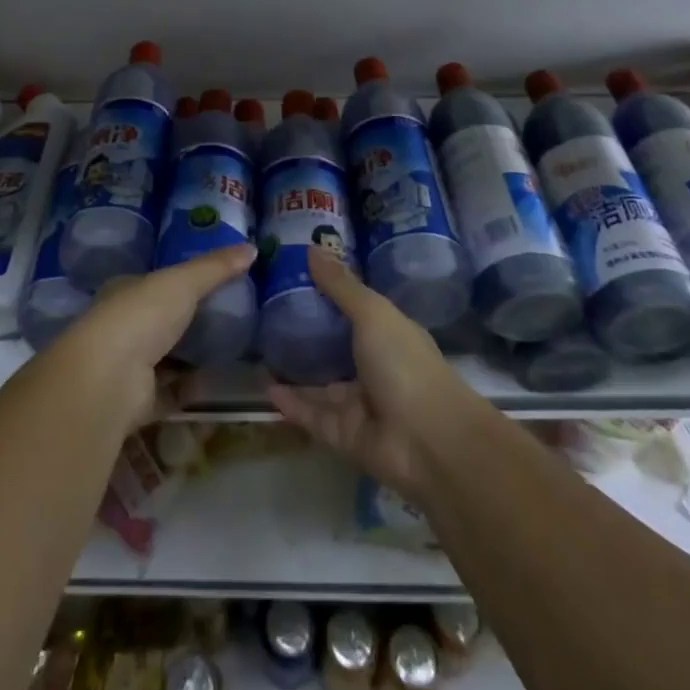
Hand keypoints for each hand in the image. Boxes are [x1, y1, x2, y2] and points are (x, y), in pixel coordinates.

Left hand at [57, 245, 255, 433]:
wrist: (111, 379)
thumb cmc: (141, 315)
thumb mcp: (183, 282)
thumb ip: (215, 267)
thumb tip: (252, 247)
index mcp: (124, 292)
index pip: (151, 283)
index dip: (175, 282)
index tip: (208, 283)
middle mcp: (122, 327)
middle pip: (159, 322)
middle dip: (185, 322)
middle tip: (226, 319)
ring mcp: (128, 366)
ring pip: (164, 359)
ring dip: (188, 358)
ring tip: (229, 351)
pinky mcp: (138, 402)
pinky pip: (171, 393)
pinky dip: (191, 390)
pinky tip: (218, 384)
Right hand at [265, 246, 478, 500]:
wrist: (430, 443)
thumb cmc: (404, 364)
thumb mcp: (372, 313)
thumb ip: (340, 285)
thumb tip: (311, 246)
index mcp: (389, 335)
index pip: (356, 311)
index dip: (329, 295)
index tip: (294, 278)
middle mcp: (375, 368)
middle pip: (336, 349)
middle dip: (308, 336)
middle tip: (267, 316)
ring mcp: (360, 404)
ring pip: (321, 385)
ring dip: (295, 372)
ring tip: (259, 352)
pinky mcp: (344, 435)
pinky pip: (312, 415)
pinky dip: (291, 404)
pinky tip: (265, 388)